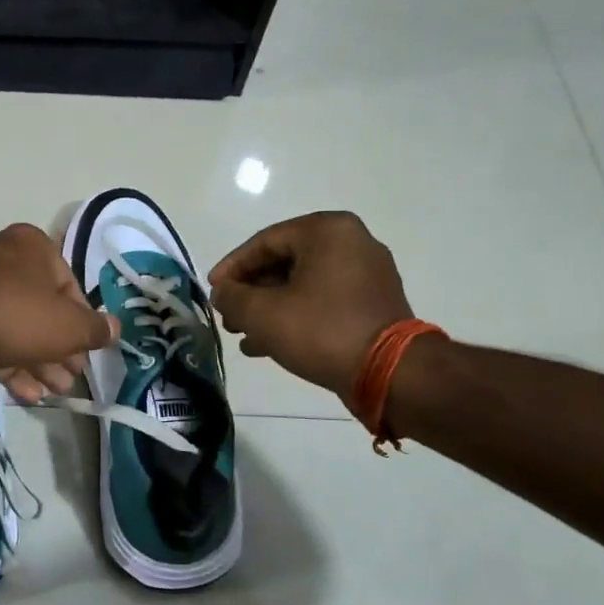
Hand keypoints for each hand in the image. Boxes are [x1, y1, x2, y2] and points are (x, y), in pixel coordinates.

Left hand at [0, 224, 118, 400]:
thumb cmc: (18, 316)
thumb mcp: (70, 326)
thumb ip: (96, 329)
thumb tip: (114, 329)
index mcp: (32, 247)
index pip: (70, 285)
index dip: (83, 323)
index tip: (88, 350)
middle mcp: (4, 260)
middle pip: (42, 309)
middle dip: (60, 349)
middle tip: (73, 377)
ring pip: (18, 328)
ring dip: (40, 362)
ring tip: (57, 392)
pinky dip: (12, 366)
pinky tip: (29, 394)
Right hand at [208, 211, 413, 396]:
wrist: (391, 373)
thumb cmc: (321, 331)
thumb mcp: (263, 314)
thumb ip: (232, 297)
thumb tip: (222, 293)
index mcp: (327, 231)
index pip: (264, 242)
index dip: (232, 268)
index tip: (212, 292)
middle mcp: (351, 242)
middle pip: (284, 262)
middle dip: (251, 292)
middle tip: (228, 316)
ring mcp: (367, 274)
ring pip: (302, 285)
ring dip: (269, 308)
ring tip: (243, 335)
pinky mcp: (373, 303)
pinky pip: (323, 301)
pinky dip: (295, 317)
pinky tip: (268, 345)